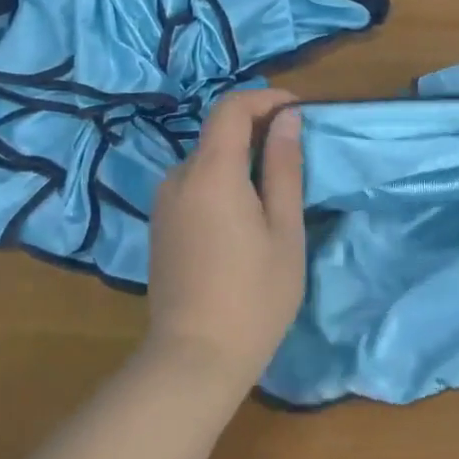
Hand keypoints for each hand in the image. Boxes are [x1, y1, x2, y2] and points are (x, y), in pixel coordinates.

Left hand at [143, 89, 306, 395]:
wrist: (193, 360)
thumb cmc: (253, 295)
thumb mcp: (284, 229)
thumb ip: (284, 167)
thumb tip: (287, 118)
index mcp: (211, 172)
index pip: (231, 108)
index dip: (266, 99)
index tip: (298, 113)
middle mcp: (178, 177)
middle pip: (218, 132)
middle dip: (258, 130)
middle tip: (296, 155)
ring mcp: (164, 203)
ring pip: (207, 159)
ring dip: (241, 158)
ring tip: (275, 190)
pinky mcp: (160, 226)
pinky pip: (194, 184)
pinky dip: (223, 181)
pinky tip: (245, 216)